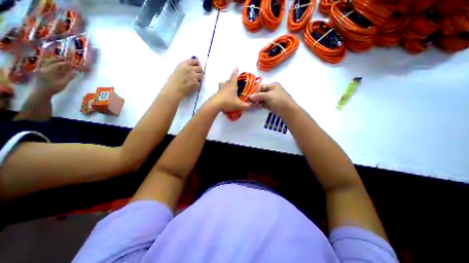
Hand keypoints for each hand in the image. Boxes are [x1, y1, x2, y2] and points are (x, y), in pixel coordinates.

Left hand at [36, 59, 75, 96]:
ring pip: (48, 64)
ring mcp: (42, 70)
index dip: (65, 63)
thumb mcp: (63, 83)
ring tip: (61, 61)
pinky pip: (47, 66)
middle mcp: (44, 69)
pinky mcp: (41, 73)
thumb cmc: (54, 88)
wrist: (42, 92)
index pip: (58, 65)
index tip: (71, 62)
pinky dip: (52, 65)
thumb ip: (69, 77)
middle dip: (58, 60)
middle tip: (65, 59)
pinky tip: (56, 67)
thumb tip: (76, 72)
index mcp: (49, 70)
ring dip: (55, 62)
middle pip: (51, 62)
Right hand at [163, 56, 202, 96]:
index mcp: (184, 65)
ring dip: (199, 77)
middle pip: (200, 68)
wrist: (174, 90)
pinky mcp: (196, 84)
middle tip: (197, 74)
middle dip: (199, 70)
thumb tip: (192, 66)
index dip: (196, 63)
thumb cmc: (173, 81)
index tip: (197, 65)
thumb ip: (185, 67)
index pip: (194, 61)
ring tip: (195, 80)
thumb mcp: (178, 70)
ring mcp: (194, 77)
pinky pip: (200, 82)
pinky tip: (193, 85)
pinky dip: (197, 84)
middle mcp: (190, 70)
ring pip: (201, 75)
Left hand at [210, 68, 252, 111]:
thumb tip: (252, 104)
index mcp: (232, 86)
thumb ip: (247, 105)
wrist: (215, 105)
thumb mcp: (239, 105)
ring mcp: (220, 90)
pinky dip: (222, 92)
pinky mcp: (216, 94)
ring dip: (225, 85)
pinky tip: (224, 98)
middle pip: (228, 80)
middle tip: (234, 83)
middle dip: (231, 80)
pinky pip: (220, 91)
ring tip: (227, 89)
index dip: (235, 72)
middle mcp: (226, 86)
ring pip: (222, 85)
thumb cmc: (228, 102)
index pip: (234, 76)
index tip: (236, 67)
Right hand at [249, 82, 296, 115]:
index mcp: (273, 86)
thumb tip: (250, 96)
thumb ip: (258, 95)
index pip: (261, 87)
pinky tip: (258, 107)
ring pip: (262, 99)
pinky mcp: (272, 105)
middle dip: (256, 97)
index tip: (250, 96)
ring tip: (254, 104)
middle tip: (250, 101)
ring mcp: (272, 99)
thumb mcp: (268, 96)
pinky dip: (261, 105)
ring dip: (258, 101)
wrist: (288, 111)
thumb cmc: (279, 100)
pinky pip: (264, 104)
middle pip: (261, 93)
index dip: (255, 91)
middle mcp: (272, 91)